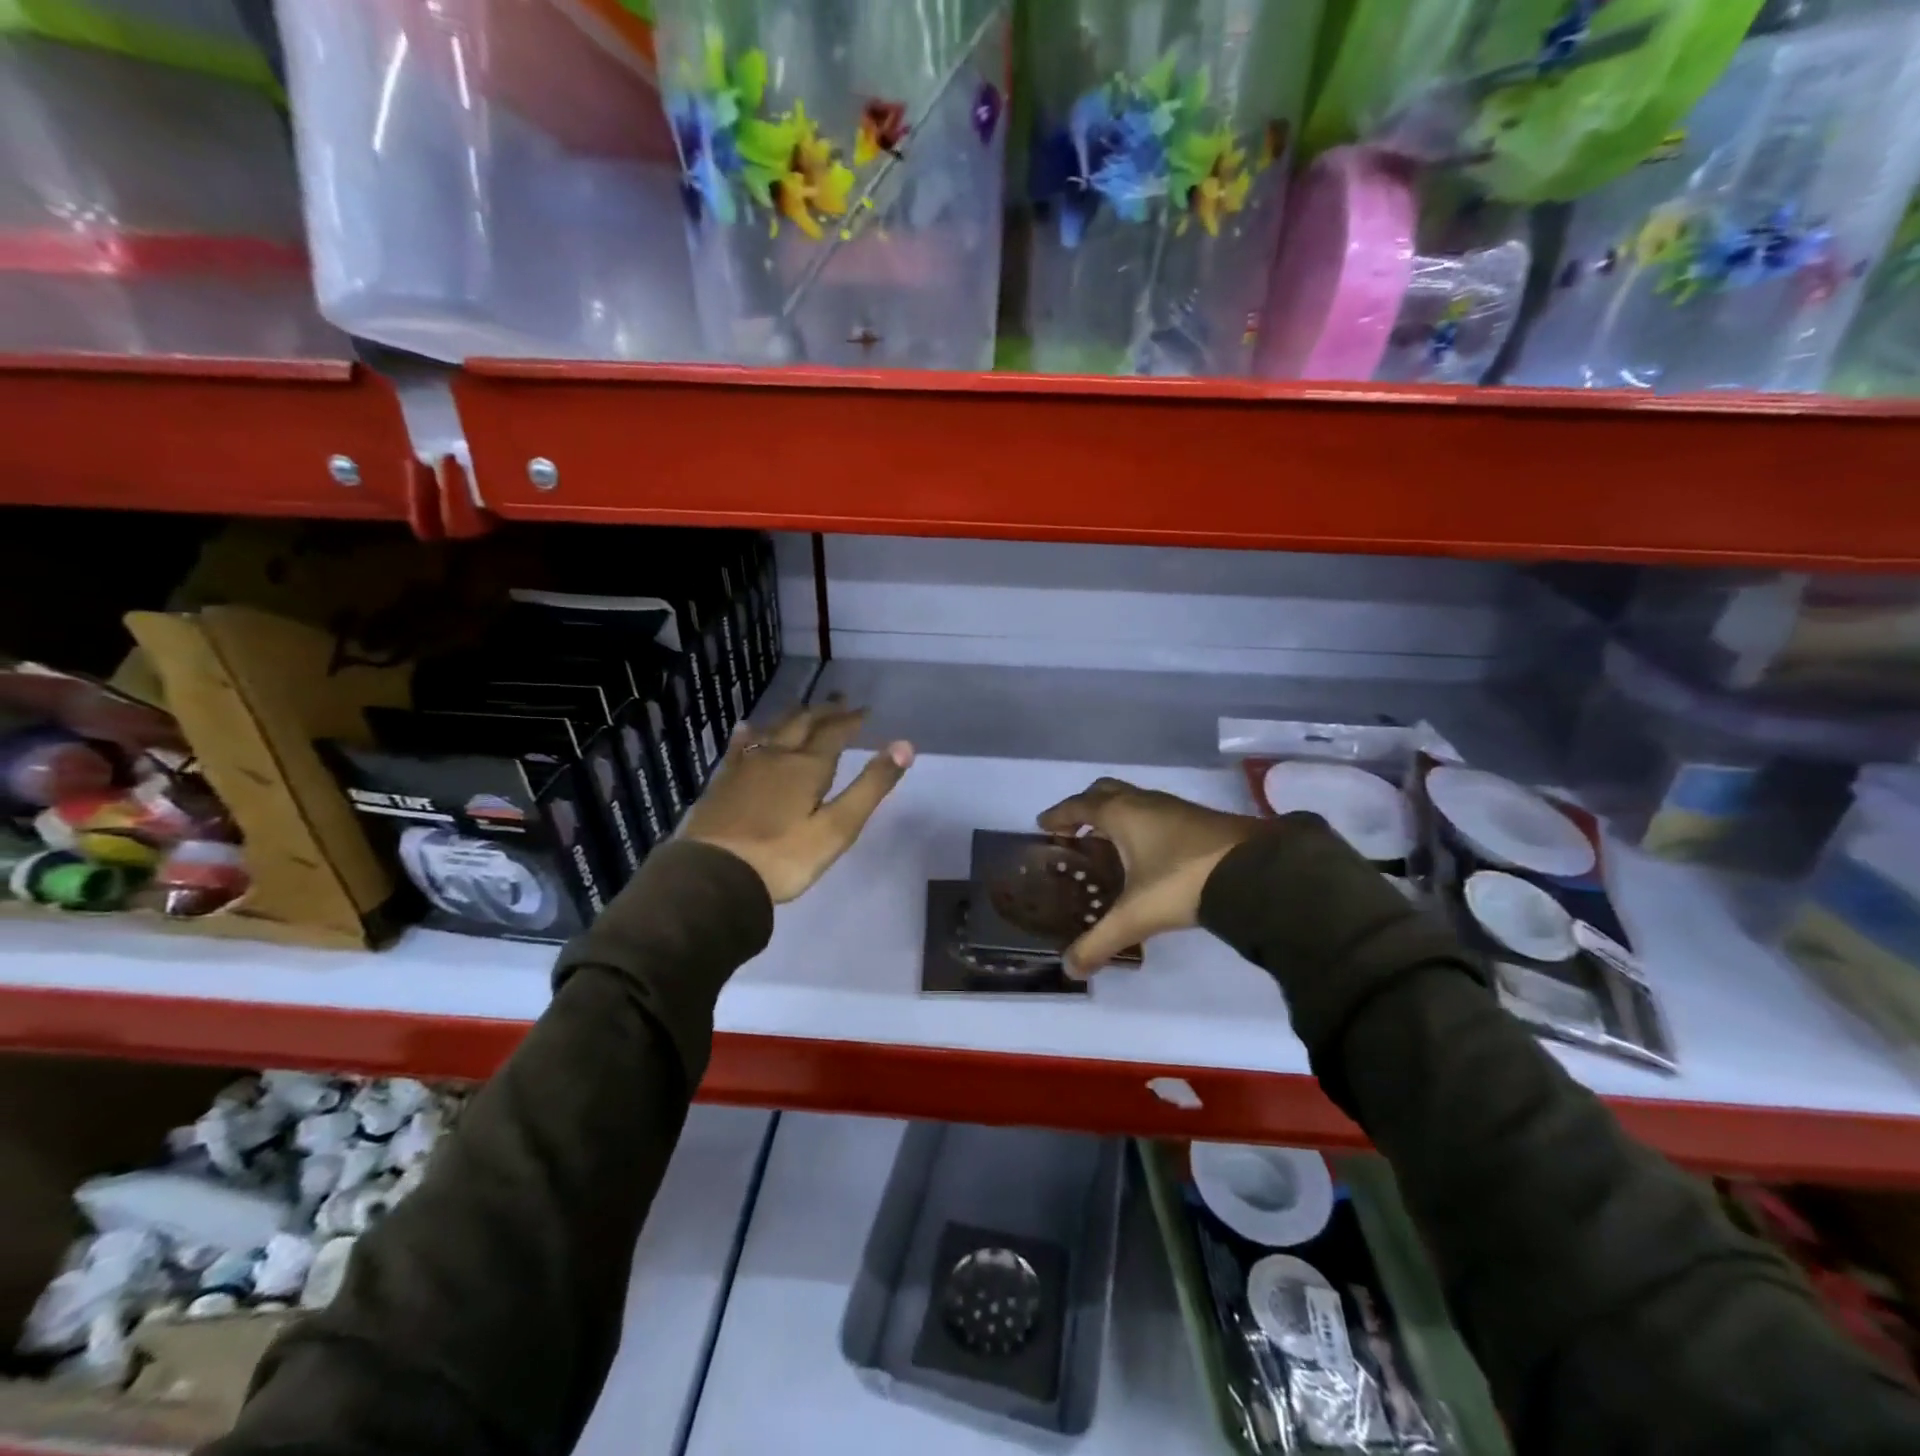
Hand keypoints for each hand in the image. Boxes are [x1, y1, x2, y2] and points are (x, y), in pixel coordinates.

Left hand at [681, 699, 913, 903]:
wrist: (713, 876)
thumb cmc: (784, 857)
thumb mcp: (838, 827)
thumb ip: (870, 786)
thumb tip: (905, 745)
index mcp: (807, 766)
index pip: (835, 732)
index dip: (852, 719)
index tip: (865, 710)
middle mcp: (776, 756)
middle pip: (803, 723)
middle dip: (825, 711)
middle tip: (840, 700)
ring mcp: (745, 767)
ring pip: (773, 729)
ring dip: (794, 717)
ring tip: (805, 710)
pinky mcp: (722, 782)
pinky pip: (741, 746)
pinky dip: (752, 733)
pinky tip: (747, 729)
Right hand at [1037, 778, 1260, 976]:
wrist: (1253, 871)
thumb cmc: (1182, 882)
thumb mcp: (1135, 916)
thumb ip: (1100, 942)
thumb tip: (1069, 969)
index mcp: (1121, 814)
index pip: (1079, 805)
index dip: (1058, 815)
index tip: (1043, 824)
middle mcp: (1144, 802)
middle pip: (1105, 791)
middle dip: (1086, 807)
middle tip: (1073, 830)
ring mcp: (1174, 807)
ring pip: (1133, 800)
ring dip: (1115, 815)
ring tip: (1107, 843)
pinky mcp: (1198, 819)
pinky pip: (1155, 813)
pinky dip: (1140, 824)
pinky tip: (1146, 853)